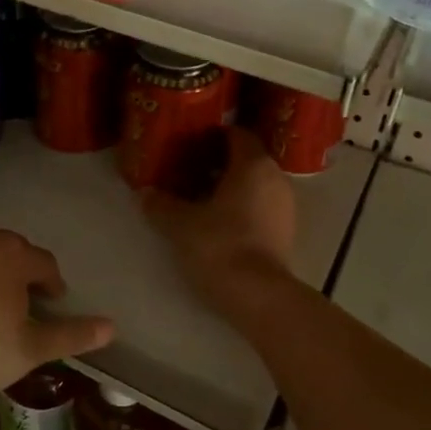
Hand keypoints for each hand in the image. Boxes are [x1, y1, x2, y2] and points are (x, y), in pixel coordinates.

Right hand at [143, 127, 294, 305]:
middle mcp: (275, 177)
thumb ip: (161, 204)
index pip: (237, 134)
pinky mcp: (286, 231)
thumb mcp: (180, 224)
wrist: (258, 295)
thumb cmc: (220, 245)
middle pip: (247, 159)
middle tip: (187, 169)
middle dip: (219, 162)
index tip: (189, 142)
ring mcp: (285, 205)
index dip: (213, 135)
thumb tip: (144, 194)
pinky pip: (261, 205)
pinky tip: (217, 221)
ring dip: (230, 186)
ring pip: (255, 184)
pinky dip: (242, 206)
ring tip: (199, 197)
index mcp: (253, 164)